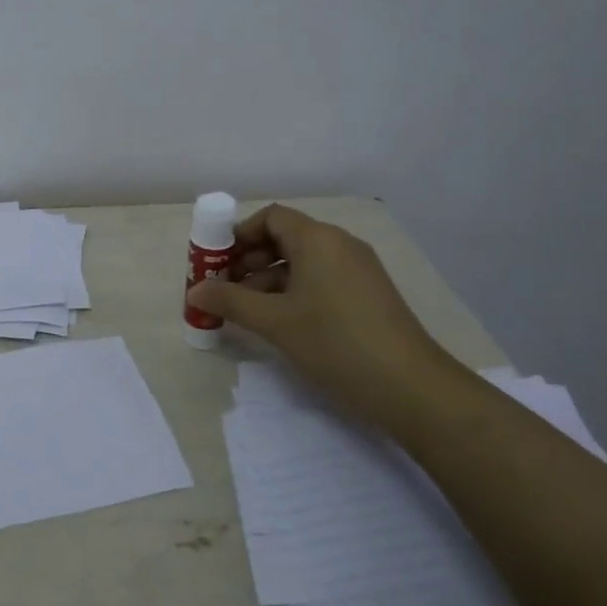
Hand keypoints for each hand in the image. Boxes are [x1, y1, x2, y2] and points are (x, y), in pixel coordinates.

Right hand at [187, 204, 461, 427]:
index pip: (271, 218)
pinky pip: (320, 280)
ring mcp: (358, 270)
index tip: (216, 262)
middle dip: (249, 260)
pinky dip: (293, 292)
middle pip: (285, 238)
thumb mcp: (275, 322)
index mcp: (318, 239)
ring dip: (267, 280)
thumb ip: (230, 301)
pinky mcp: (367, 295)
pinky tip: (278, 321)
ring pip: (301, 262)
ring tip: (244, 311)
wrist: (412, 388)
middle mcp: (340, 245)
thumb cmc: (336, 343)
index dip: (239, 235)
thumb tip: (194, 292)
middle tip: (223, 288)